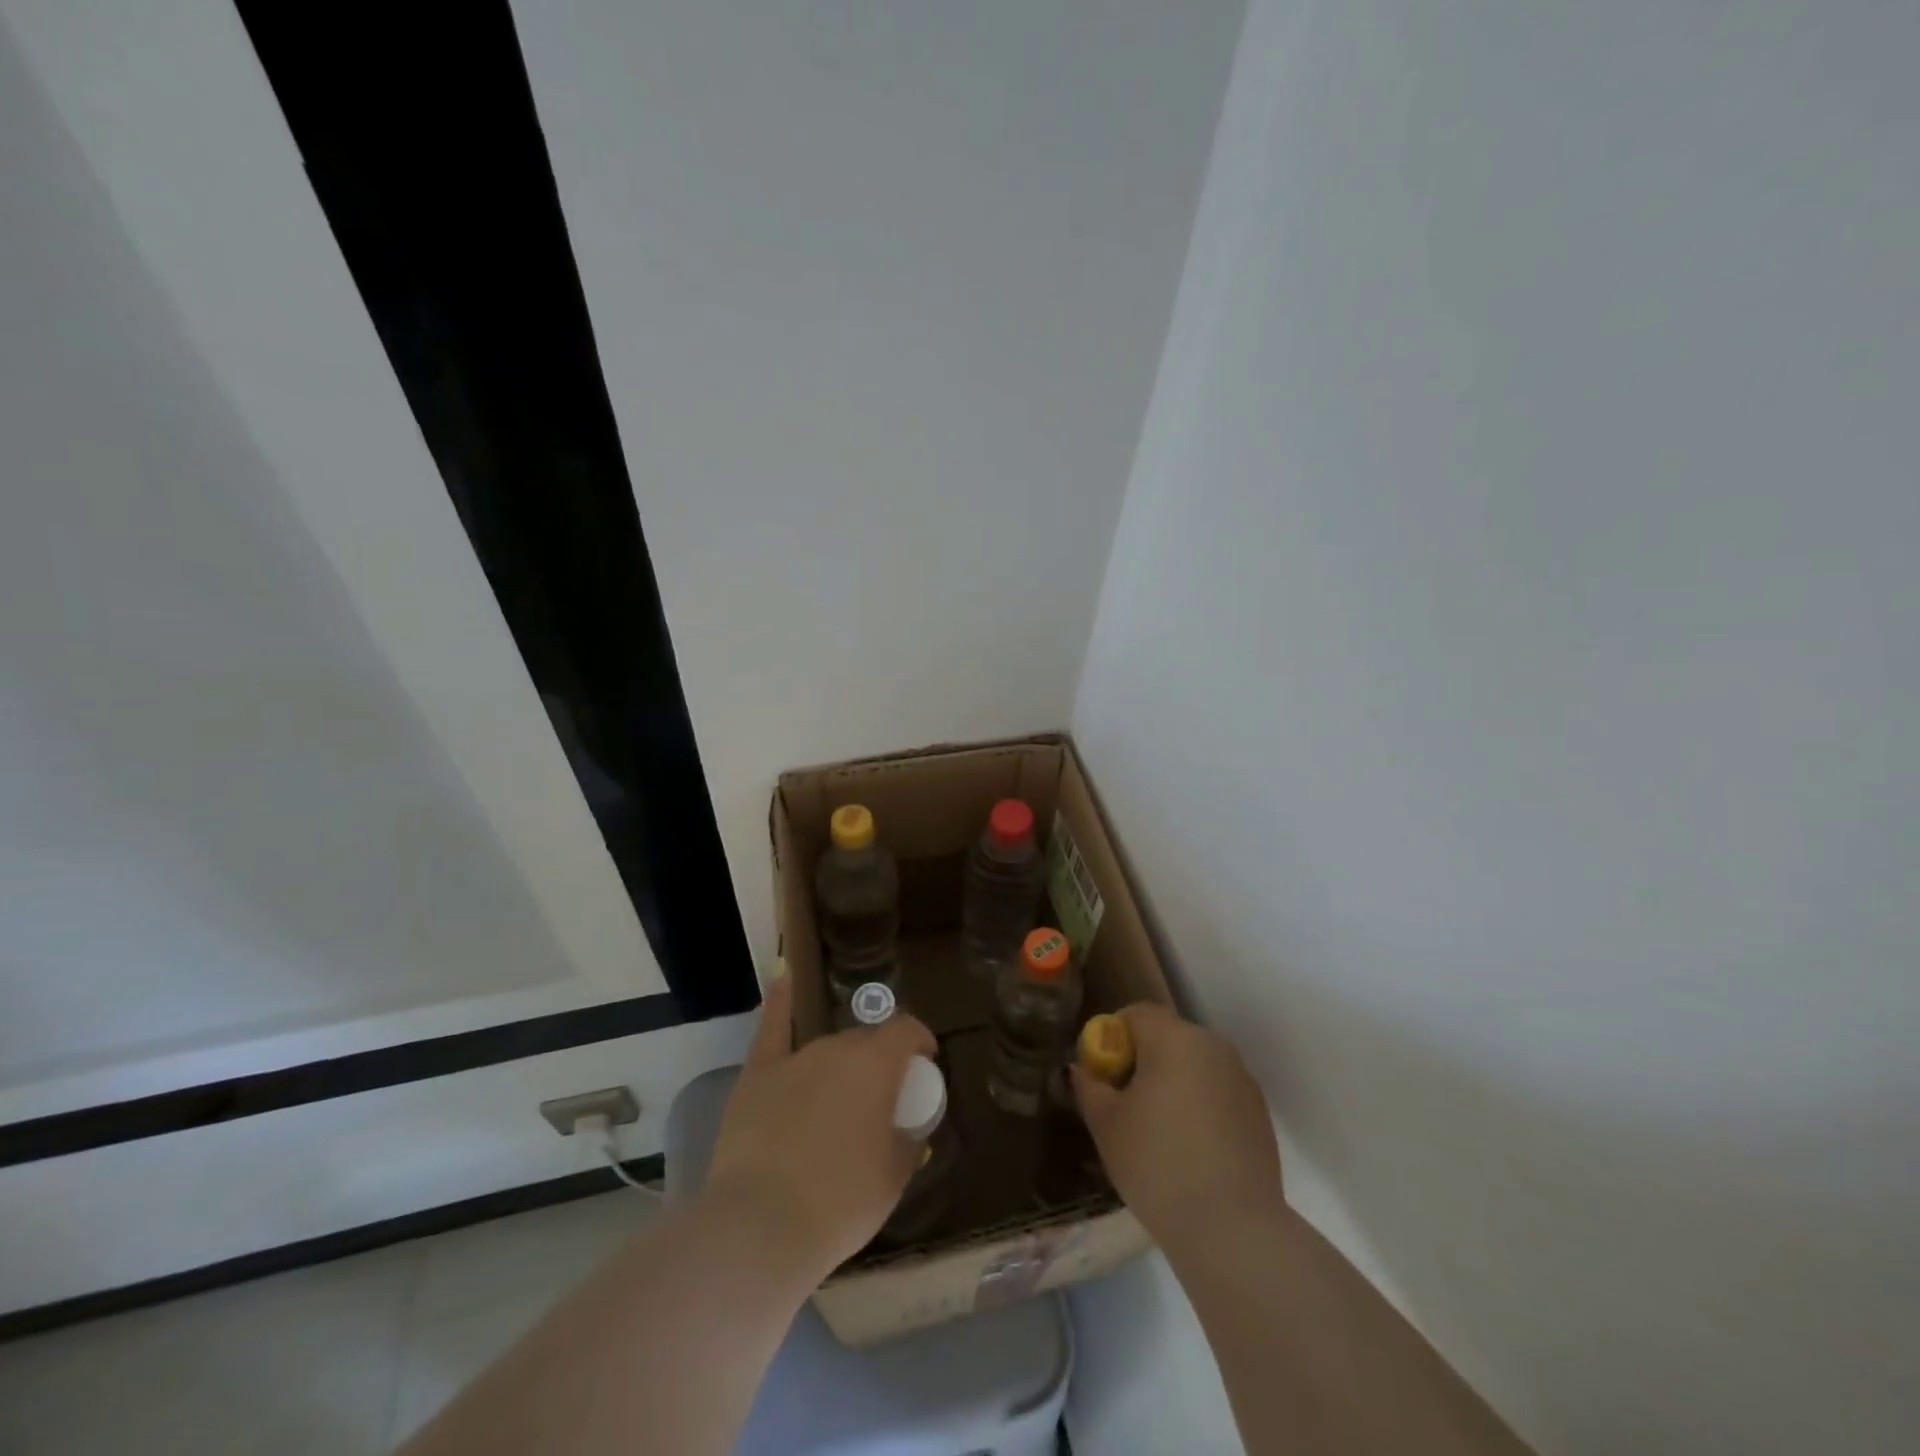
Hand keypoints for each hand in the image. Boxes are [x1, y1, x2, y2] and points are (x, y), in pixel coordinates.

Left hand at [704, 970, 936, 1279]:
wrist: (760, 1227)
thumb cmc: (840, 1203)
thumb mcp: (894, 1177)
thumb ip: (908, 1141)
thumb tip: (909, 1129)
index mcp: (876, 1064)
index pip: (907, 1031)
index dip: (920, 1041)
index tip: (925, 1062)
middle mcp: (837, 1048)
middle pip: (866, 1041)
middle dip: (879, 1060)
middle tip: (882, 1098)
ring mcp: (795, 1058)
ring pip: (828, 1048)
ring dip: (842, 1064)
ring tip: (842, 1097)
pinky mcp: (758, 1075)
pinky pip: (772, 1028)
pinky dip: (780, 1001)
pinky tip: (784, 975)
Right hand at [1072, 1003, 1282, 1253]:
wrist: (1232, 1230)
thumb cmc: (1157, 1164)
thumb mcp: (1106, 1124)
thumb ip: (1089, 1087)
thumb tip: (1082, 1071)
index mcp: (1174, 1038)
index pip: (1135, 1014)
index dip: (1112, 1037)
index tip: (1102, 1076)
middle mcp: (1213, 1046)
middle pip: (1167, 1036)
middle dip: (1142, 1060)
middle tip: (1124, 1103)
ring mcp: (1241, 1079)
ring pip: (1194, 1065)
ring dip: (1172, 1082)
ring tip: (1158, 1130)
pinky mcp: (1259, 1113)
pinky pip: (1217, 1092)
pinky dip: (1199, 1106)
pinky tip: (1190, 1149)